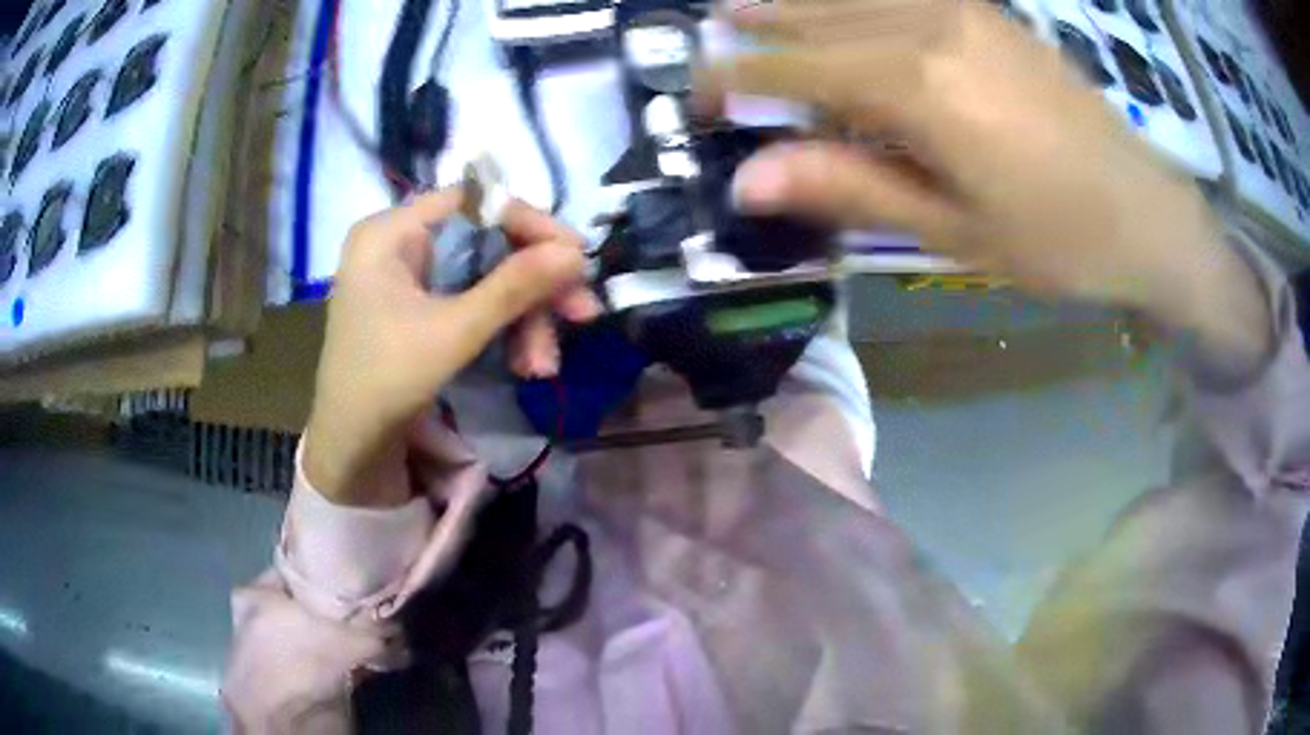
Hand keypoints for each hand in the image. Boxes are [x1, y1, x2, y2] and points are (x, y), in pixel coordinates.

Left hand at [304, 189, 599, 505]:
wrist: (352, 451)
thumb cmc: (385, 382)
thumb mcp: (453, 333)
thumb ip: (514, 287)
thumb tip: (577, 254)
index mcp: (391, 233)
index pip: (474, 203)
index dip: (529, 224)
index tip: (577, 257)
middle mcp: (400, 245)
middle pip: (486, 243)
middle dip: (533, 286)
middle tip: (581, 313)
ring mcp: (409, 279)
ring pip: (486, 278)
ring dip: (524, 318)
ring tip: (544, 365)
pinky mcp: (420, 309)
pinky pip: (473, 303)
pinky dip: (503, 331)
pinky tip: (526, 364)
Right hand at [700, 0, 1270, 362]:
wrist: (1148, 214)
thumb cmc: (1057, 241)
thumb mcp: (951, 231)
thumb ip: (850, 189)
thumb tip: (748, 181)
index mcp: (918, 87)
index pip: (797, 68)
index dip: (736, 78)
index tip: (694, 94)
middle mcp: (931, 26)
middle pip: (820, 12)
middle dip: (757, 21)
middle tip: (706, 26)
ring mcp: (966, 11)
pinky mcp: (992, 13)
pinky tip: (846, 1)